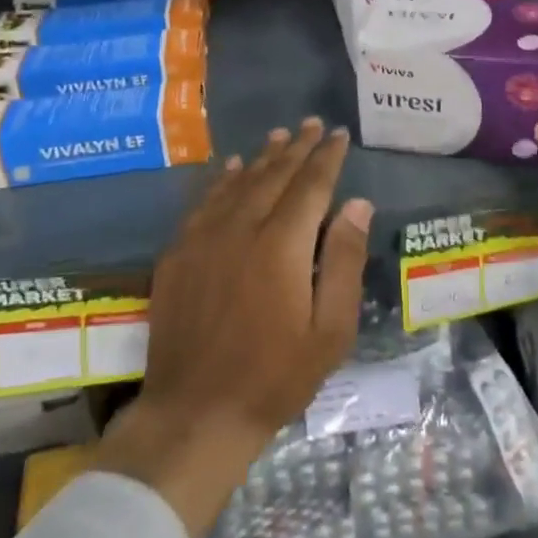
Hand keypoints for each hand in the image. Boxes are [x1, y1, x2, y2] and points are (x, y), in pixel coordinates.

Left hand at [96, 119, 371, 537]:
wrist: (195, 413)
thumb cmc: (275, 376)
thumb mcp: (330, 329)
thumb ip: (344, 260)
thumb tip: (359, 204)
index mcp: (282, 244)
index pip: (311, 184)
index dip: (326, 157)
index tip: (337, 135)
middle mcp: (242, 227)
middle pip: (274, 174)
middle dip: (296, 147)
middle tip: (311, 124)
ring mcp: (204, 238)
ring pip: (238, 182)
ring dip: (262, 156)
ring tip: (279, 136)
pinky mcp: (178, 253)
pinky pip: (204, 202)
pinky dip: (222, 180)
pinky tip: (231, 168)